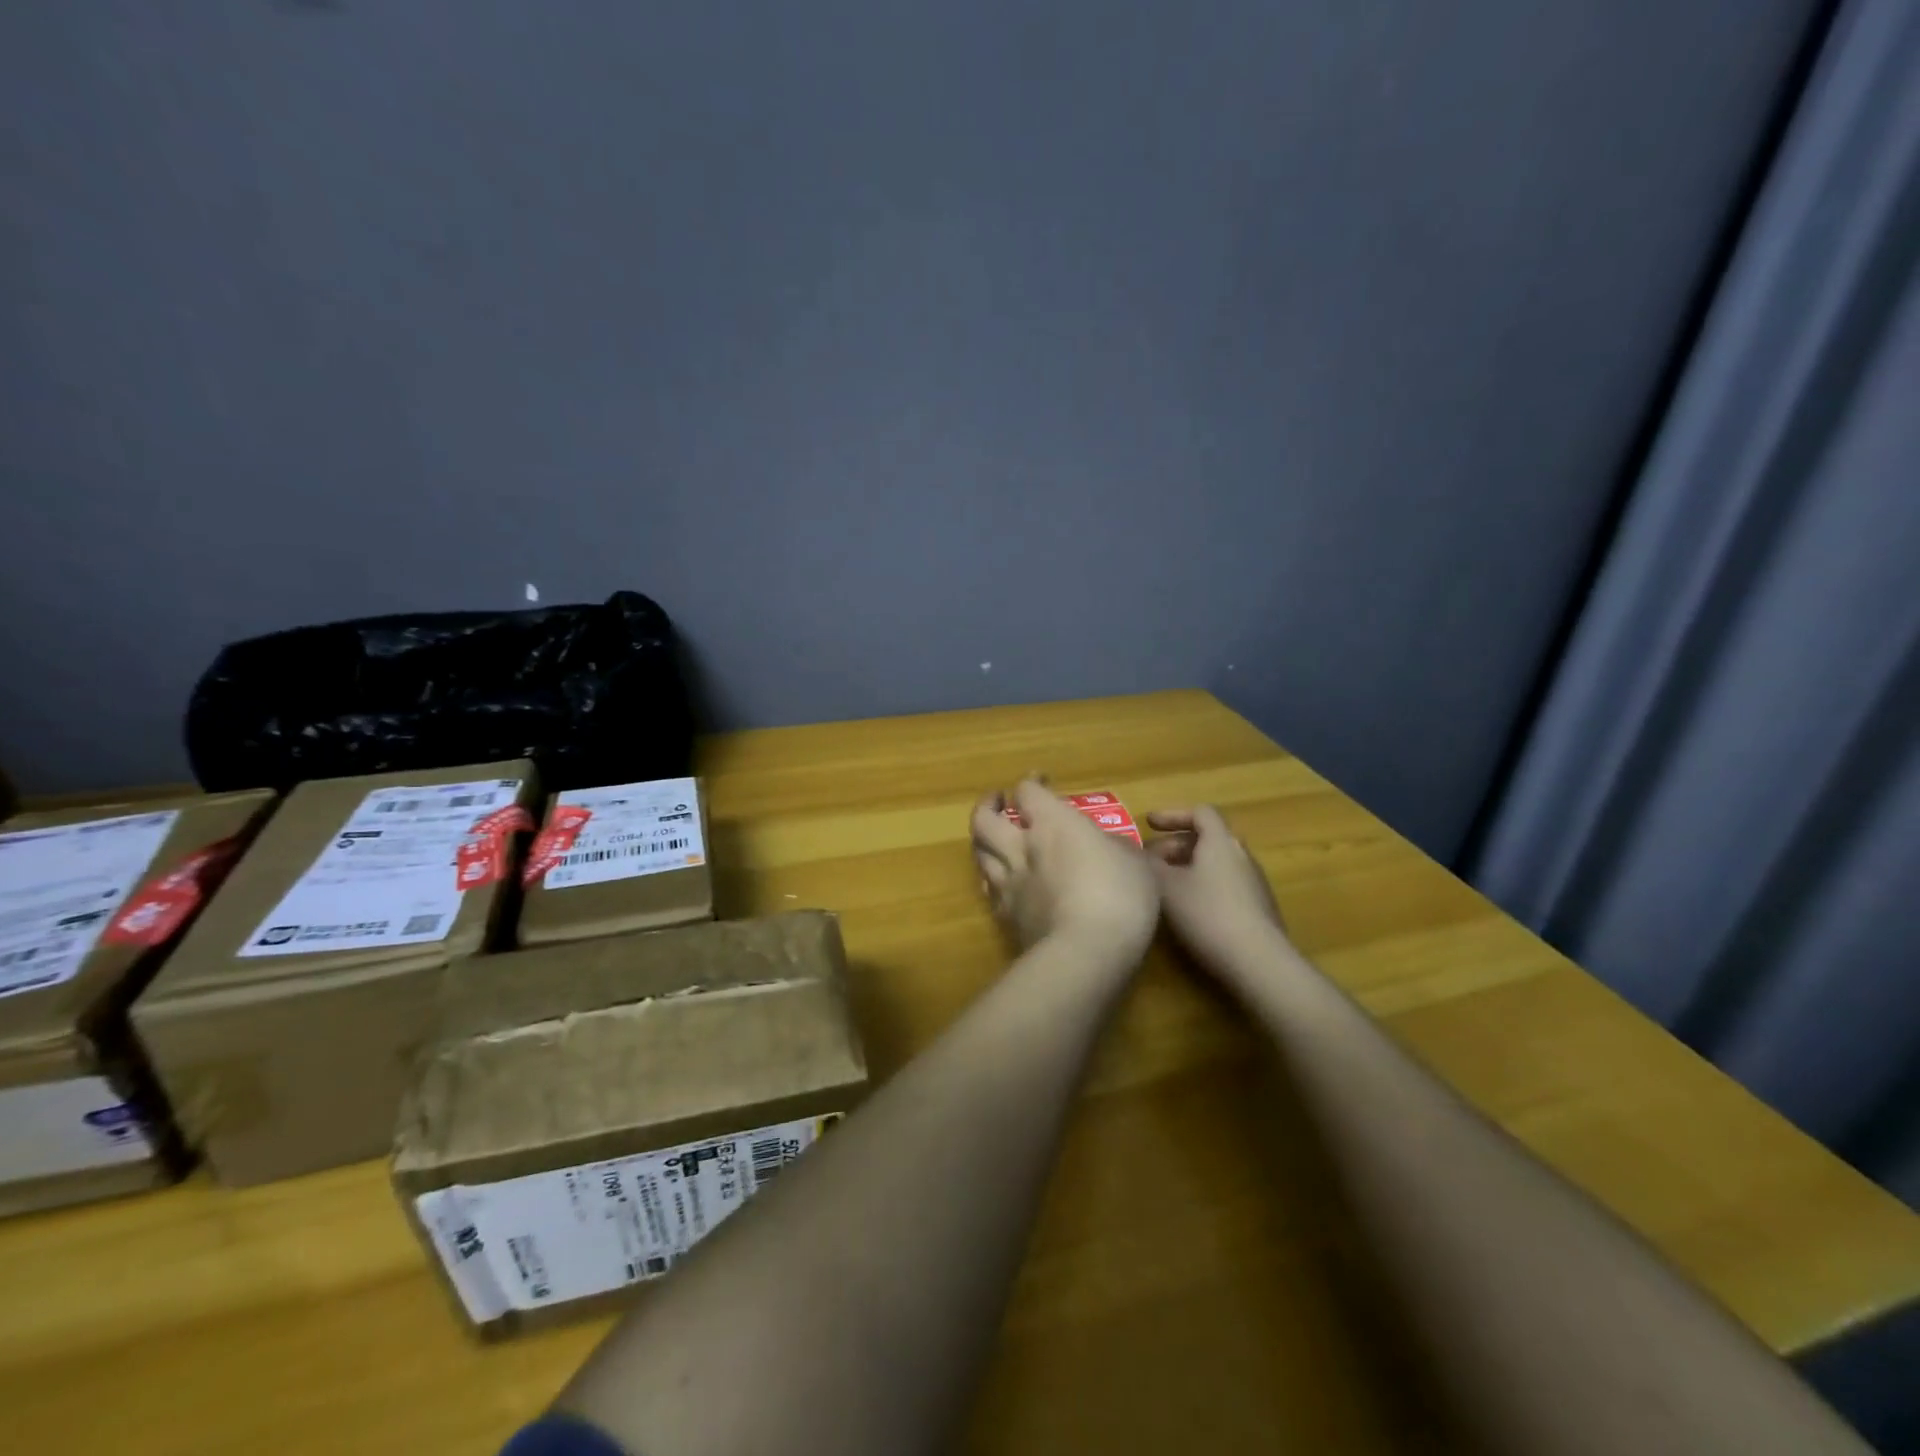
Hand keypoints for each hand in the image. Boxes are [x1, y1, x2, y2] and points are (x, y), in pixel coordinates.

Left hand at [970, 780, 1158, 959]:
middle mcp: (1021, 847)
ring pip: (978, 852)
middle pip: (984, 819)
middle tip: (999, 803)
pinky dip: (993, 881)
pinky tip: (1002, 884)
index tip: (1040, 781)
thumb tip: (1105, 846)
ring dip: (983, 841)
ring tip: (994, 840)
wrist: (1085, 953)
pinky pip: (990, 890)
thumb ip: (1115, 847)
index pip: (1027, 791)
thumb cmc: (1119, 896)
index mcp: (1052, 824)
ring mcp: (1009, 883)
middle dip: (987, 806)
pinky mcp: (1006, 916)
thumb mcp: (1135, 863)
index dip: (1031, 783)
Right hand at [1145, 805, 1289, 970]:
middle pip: (1207, 838)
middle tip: (1150, 860)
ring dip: (1188, 867)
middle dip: (1175, 845)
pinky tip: (1188, 909)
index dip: (1172, 815)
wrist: (1258, 961)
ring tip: (1165, 886)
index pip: (1200, 813)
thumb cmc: (1207, 914)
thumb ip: (1149, 864)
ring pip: (1215, 863)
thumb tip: (1139, 853)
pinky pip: (1225, 883)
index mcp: (1220, 842)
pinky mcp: (1258, 907)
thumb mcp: (1166, 887)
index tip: (1149, 824)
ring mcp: (1253, 881)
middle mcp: (1241, 854)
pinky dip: (1202, 884)